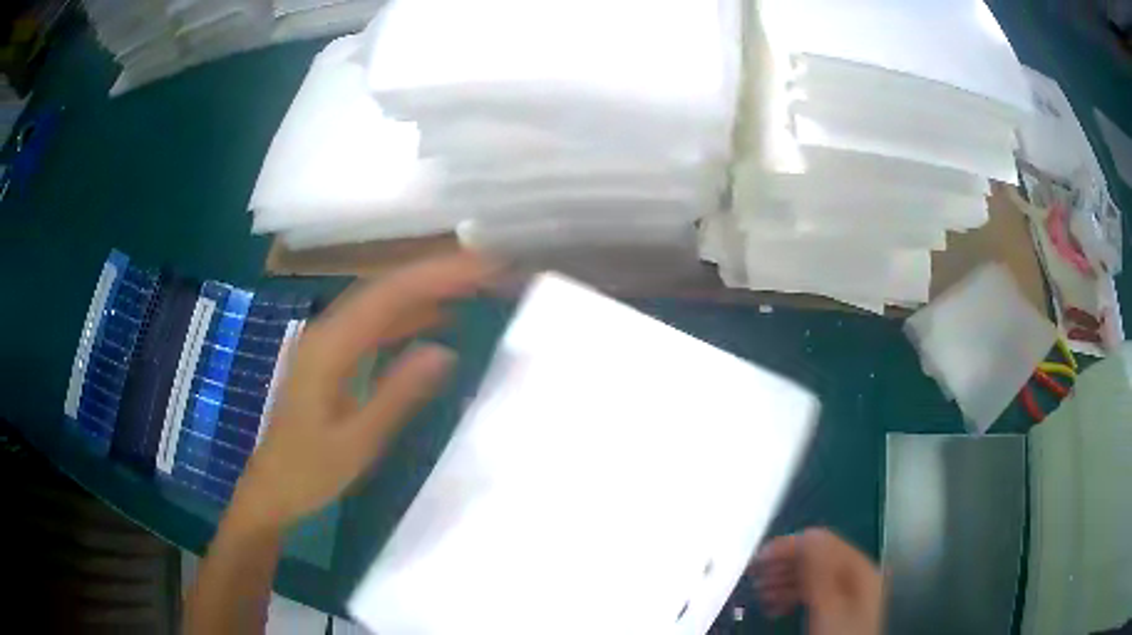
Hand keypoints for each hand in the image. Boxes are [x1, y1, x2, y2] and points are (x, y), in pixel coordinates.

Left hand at [229, 252, 494, 532]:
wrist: (272, 487)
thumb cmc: (310, 471)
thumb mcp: (358, 441)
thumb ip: (398, 394)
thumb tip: (444, 351)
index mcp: (330, 347)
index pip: (390, 295)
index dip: (438, 275)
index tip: (484, 267)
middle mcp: (327, 331)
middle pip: (386, 287)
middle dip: (438, 273)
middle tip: (489, 270)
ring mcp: (327, 341)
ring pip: (381, 300)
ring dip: (425, 289)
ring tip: (472, 285)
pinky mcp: (331, 355)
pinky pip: (374, 323)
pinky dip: (407, 315)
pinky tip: (434, 319)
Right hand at [751, 528, 882, 634]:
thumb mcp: (828, 605)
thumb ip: (819, 571)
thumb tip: (806, 536)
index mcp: (859, 568)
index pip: (823, 542)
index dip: (790, 545)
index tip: (759, 557)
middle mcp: (855, 575)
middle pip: (816, 558)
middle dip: (783, 564)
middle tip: (754, 575)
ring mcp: (847, 593)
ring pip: (811, 576)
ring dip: (783, 581)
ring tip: (760, 593)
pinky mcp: (835, 610)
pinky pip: (811, 593)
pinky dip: (790, 596)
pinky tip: (774, 607)